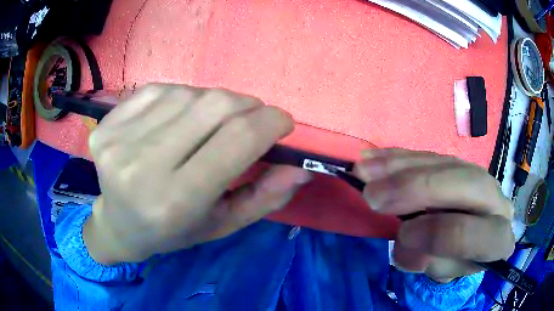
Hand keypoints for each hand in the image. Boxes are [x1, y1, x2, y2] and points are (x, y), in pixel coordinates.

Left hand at [84, 84, 311, 264]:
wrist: (118, 224)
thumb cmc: (173, 231)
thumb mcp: (222, 224)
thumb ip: (264, 198)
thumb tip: (300, 169)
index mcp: (176, 202)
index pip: (237, 140)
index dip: (271, 121)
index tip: (283, 123)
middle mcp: (142, 167)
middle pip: (214, 106)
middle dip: (247, 106)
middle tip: (251, 119)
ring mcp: (118, 141)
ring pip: (188, 93)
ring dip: (211, 103)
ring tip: (207, 125)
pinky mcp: (107, 124)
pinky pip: (159, 90)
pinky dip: (180, 98)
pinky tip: (176, 118)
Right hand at [354, 149, 514, 282]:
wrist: (477, 238)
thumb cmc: (461, 260)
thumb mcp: (446, 271)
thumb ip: (431, 262)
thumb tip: (406, 243)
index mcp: (497, 239)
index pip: (473, 234)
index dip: (436, 234)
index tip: (401, 236)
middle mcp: (495, 199)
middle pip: (466, 183)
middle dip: (418, 188)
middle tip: (373, 195)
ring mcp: (479, 175)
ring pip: (445, 162)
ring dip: (402, 166)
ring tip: (364, 171)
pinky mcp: (460, 162)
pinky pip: (432, 154)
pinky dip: (401, 157)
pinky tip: (374, 158)